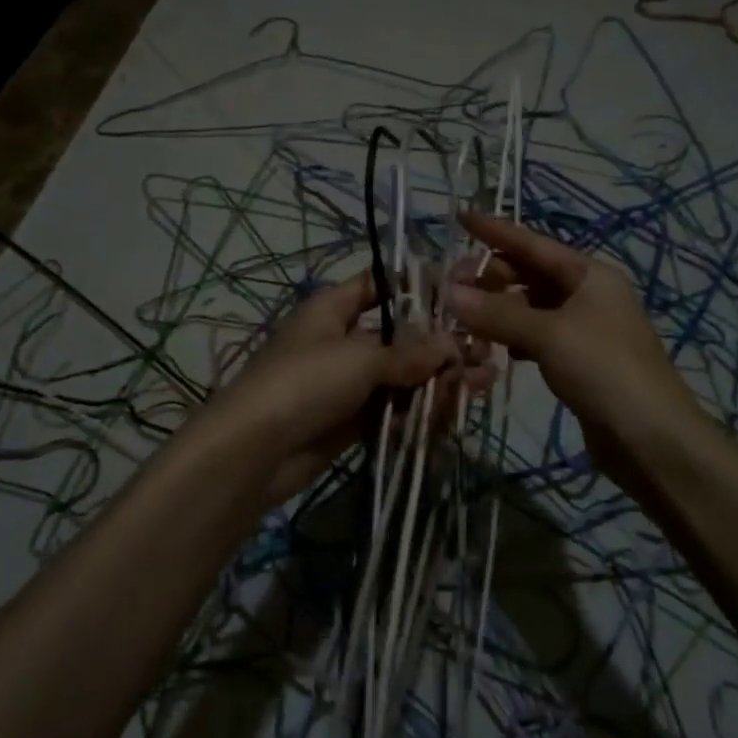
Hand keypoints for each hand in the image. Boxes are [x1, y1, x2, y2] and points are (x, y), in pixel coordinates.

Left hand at [190, 273, 464, 505]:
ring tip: (480, 386)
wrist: (253, 452)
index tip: (459, 295)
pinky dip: (418, 412)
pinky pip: (391, 410)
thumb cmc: (305, 382)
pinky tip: (450, 416)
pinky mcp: (349, 421)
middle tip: (484, 356)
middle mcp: (340, 340)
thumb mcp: (361, 358)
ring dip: (438, 382)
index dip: (416, 287)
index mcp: (333, 309)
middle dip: (440, 347)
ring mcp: (345, 383)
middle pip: (399, 337)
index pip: (378, 285)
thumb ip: (410, 352)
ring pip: (400, 377)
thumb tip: (453, 345)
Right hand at [447, 211, 706, 486]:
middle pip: (529, 275)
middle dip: (490, 277)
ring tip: (459, 317)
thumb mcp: (549, 334)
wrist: (652, 439)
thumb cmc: (604, 370)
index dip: (495, 230)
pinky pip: (536, 337)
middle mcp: (588, 294)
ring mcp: (584, 329)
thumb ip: (498, 313)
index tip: (460, 215)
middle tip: (448, 288)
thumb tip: (449, 292)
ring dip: (497, 310)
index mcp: (589, 274)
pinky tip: (488, 347)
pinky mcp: (578, 361)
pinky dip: (511, 338)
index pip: (533, 243)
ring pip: (530, 307)